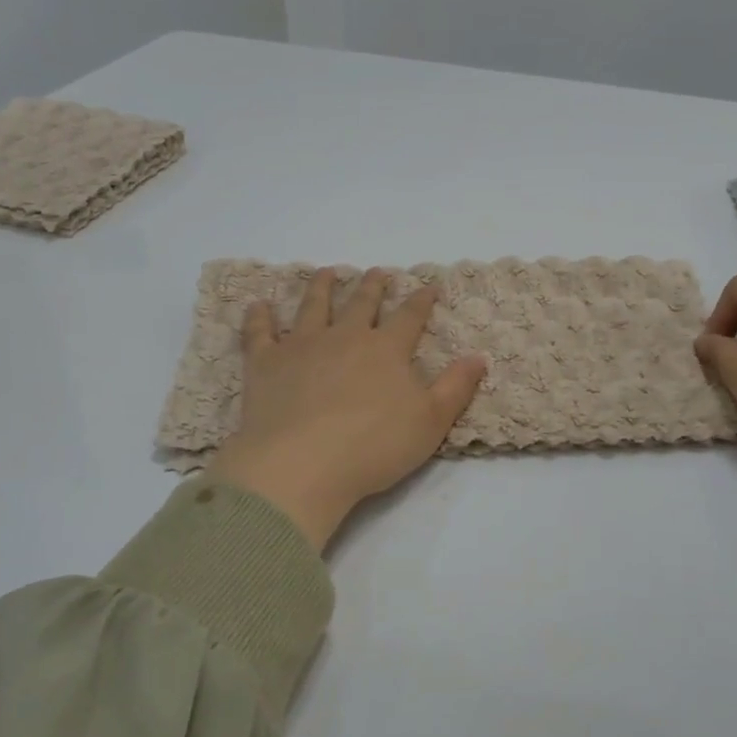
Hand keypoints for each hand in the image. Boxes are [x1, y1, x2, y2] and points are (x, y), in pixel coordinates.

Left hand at [208, 268, 486, 550]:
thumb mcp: (430, 422)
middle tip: (376, 272)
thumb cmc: (374, 446)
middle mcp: (345, 337)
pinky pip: (260, 332)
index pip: (409, 317)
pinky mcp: (265, 363)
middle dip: (372, 287)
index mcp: (386, 350)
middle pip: (361, 304)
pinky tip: (258, 305)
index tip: (428, 285)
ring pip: (313, 306)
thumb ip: (456, 387)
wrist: (302, 463)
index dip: (421, 300)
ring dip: (321, 287)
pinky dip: (259, 317)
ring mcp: (302, 346)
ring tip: (326, 272)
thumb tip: (479, 356)